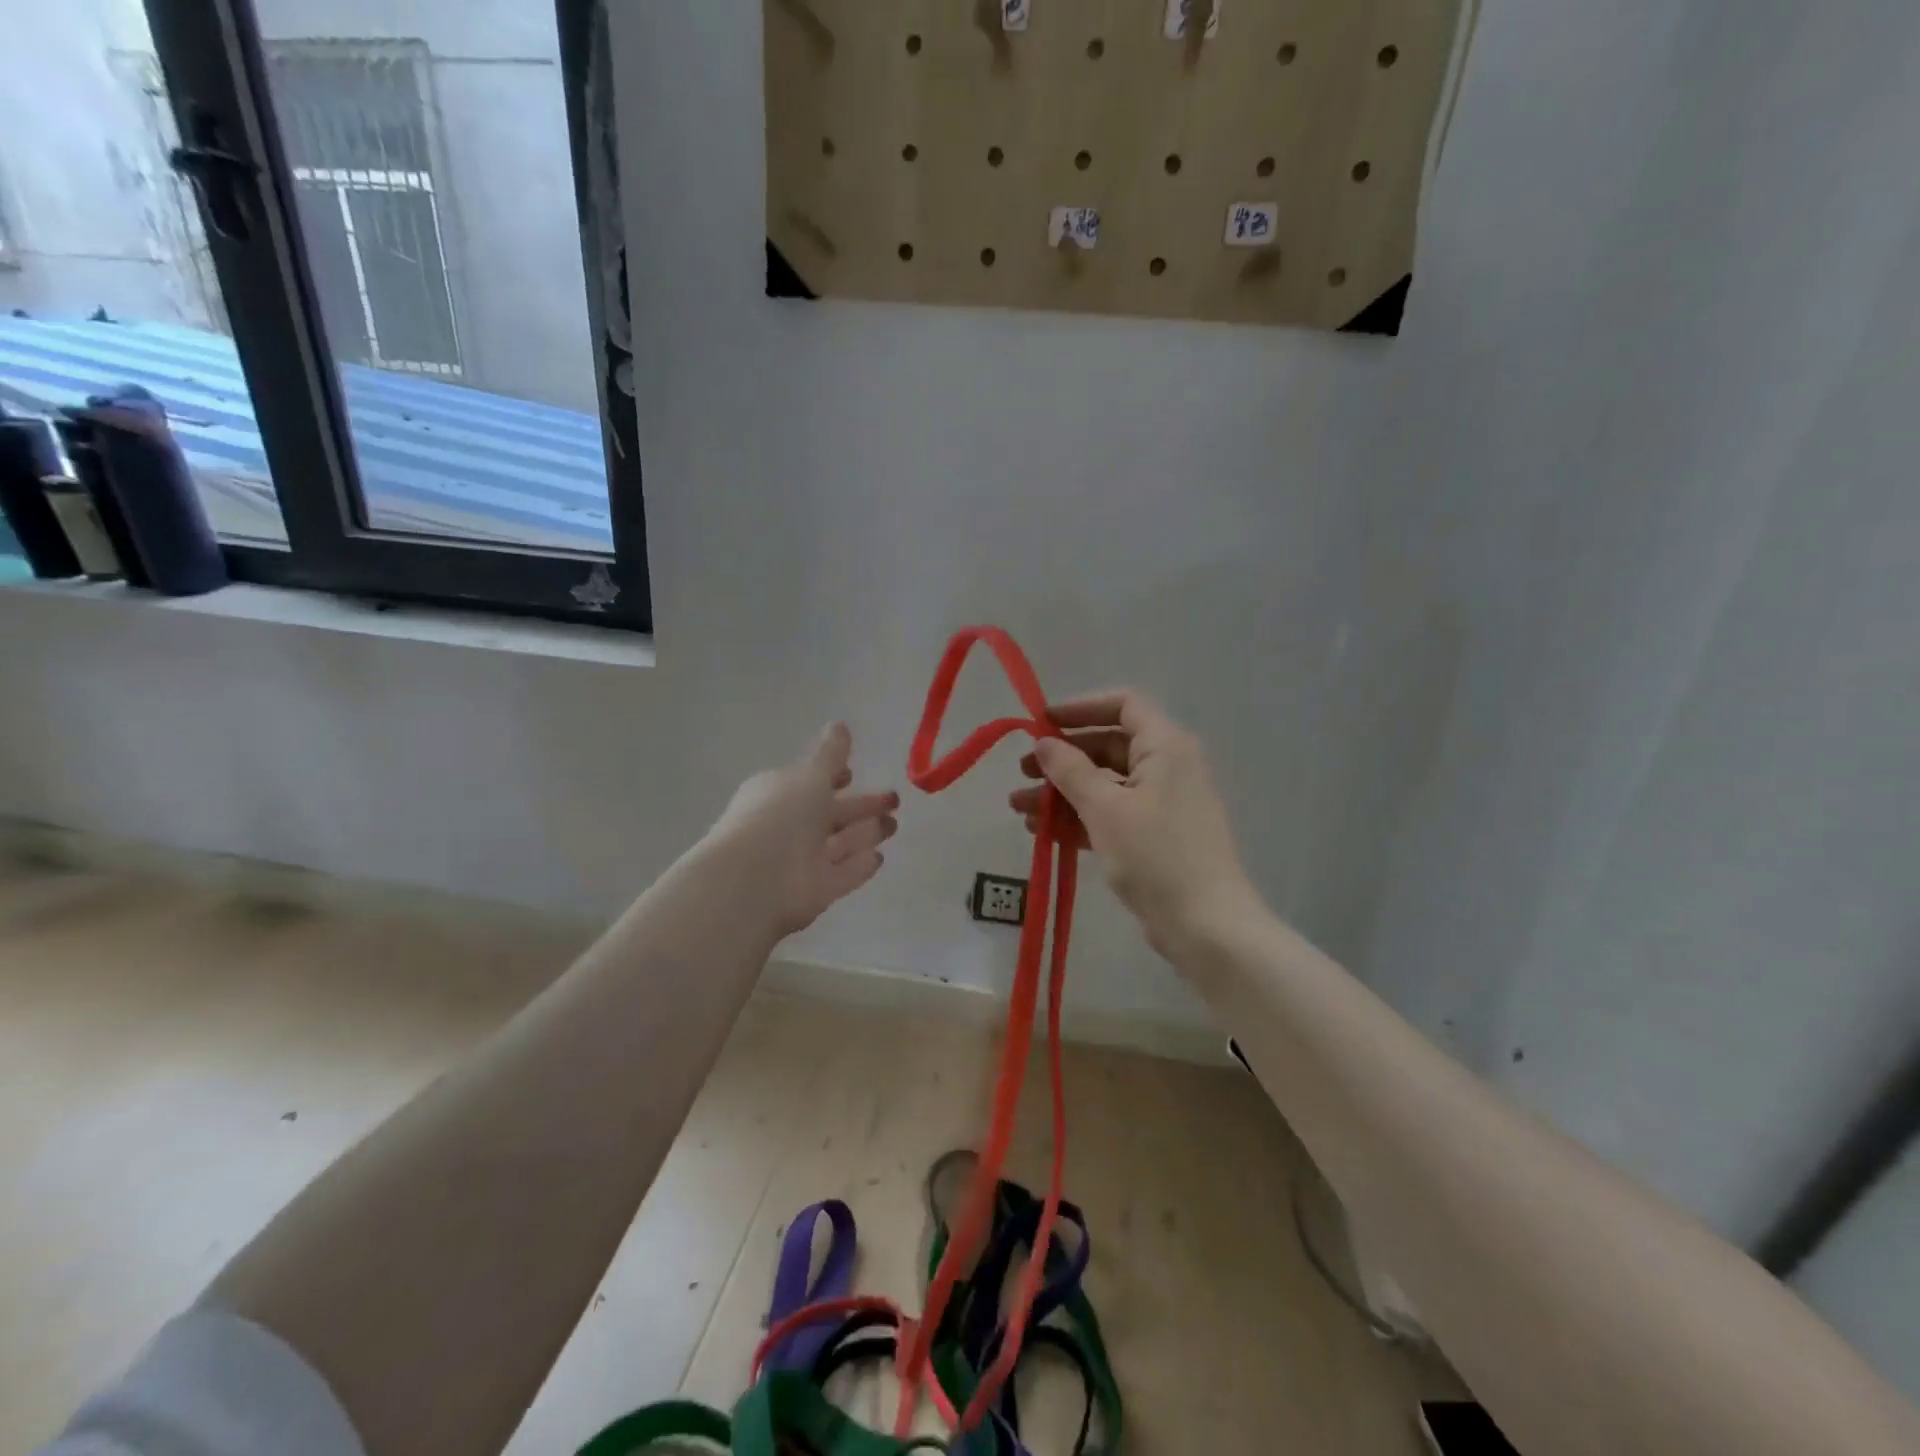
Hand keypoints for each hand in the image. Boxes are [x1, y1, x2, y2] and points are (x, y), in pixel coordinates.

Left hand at [708, 723, 898, 938]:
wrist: (756, 880)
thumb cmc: (781, 815)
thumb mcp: (810, 775)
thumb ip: (830, 754)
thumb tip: (840, 724)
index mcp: (781, 793)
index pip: (811, 782)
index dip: (833, 776)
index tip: (854, 773)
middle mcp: (791, 826)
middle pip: (832, 814)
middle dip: (862, 806)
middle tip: (894, 799)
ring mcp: (803, 861)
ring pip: (841, 843)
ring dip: (867, 833)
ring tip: (895, 824)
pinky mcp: (817, 891)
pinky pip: (844, 874)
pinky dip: (860, 865)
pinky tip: (879, 857)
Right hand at [1009, 691, 1257, 960]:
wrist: (1206, 926)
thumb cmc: (1156, 856)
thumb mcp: (1105, 808)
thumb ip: (1070, 770)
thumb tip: (1043, 743)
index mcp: (1165, 746)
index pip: (1123, 705)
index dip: (1080, 708)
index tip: (1041, 722)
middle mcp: (1168, 766)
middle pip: (1108, 746)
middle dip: (1062, 758)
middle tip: (1022, 772)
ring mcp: (1162, 803)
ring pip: (1105, 784)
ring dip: (1063, 793)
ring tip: (1019, 808)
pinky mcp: (1155, 836)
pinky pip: (1112, 814)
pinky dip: (1079, 818)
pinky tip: (1043, 831)